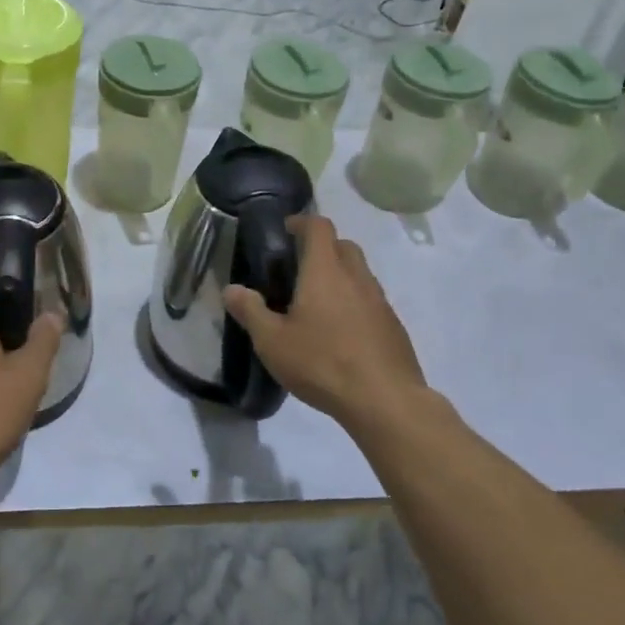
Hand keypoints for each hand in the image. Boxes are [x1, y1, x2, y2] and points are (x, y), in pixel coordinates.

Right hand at [224, 215, 440, 436]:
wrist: (385, 401)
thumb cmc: (322, 363)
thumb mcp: (272, 341)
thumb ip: (250, 311)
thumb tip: (231, 289)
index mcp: (325, 271)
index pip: (319, 227)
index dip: (302, 222)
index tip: (285, 231)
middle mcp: (356, 277)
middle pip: (343, 245)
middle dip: (322, 247)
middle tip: (298, 268)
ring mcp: (380, 301)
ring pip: (360, 273)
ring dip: (340, 275)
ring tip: (317, 302)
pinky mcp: (393, 326)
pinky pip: (371, 300)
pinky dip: (354, 302)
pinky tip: (340, 332)